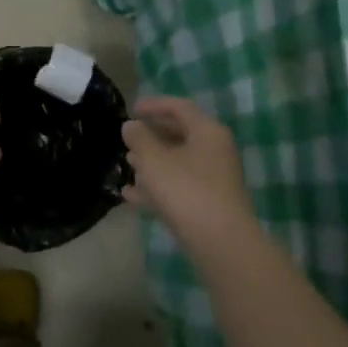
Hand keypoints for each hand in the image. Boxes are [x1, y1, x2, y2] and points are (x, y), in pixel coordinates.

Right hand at [122, 96, 256, 248]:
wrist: (220, 241)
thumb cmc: (186, 190)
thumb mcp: (154, 160)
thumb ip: (139, 138)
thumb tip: (131, 126)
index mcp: (207, 132)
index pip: (179, 107)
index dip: (153, 105)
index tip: (131, 109)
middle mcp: (215, 150)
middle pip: (180, 134)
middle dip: (151, 136)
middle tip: (128, 138)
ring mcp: (214, 178)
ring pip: (178, 162)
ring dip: (152, 162)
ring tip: (127, 164)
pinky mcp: (208, 202)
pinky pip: (179, 186)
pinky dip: (157, 186)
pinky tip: (131, 195)